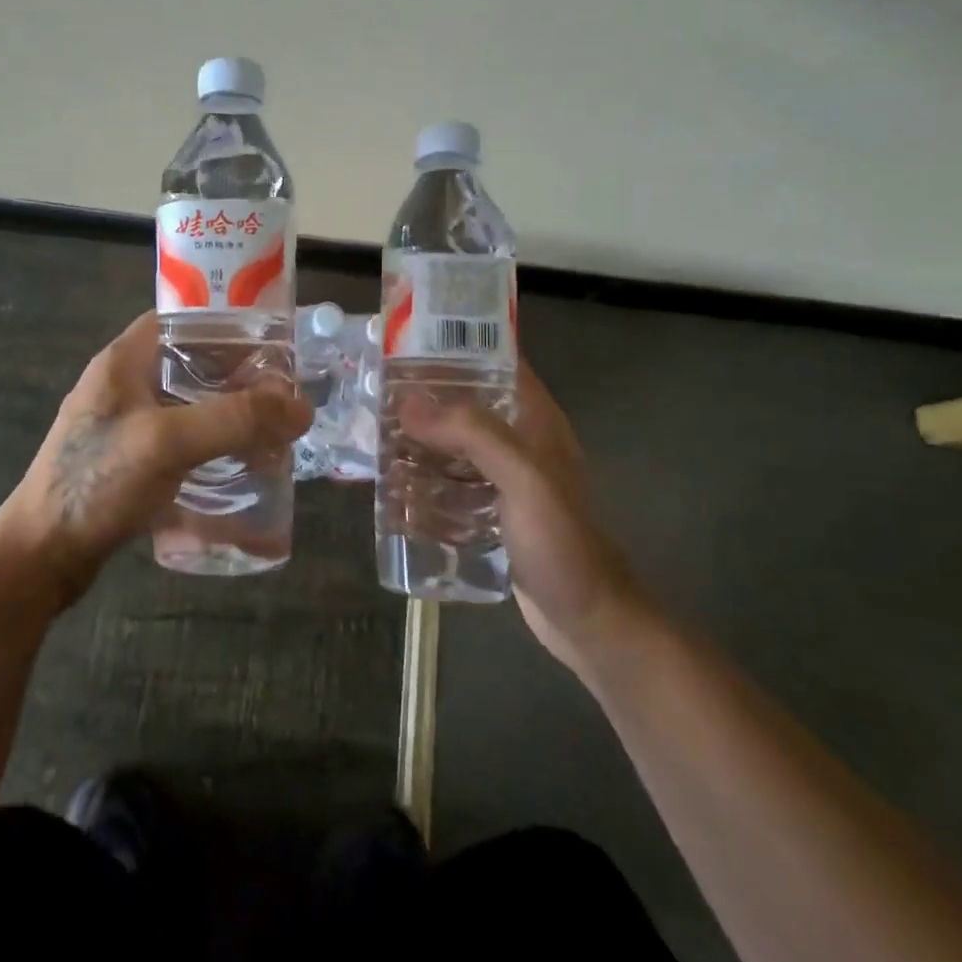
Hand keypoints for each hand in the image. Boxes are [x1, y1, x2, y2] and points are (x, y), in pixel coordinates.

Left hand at [0, 311, 311, 609]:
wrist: (40, 556)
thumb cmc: (96, 483)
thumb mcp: (167, 441)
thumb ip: (235, 419)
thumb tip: (301, 406)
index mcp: (124, 361)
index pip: (183, 320)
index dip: (229, 325)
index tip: (273, 343)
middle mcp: (125, 385)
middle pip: (193, 364)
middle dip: (239, 377)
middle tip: (283, 395)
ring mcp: (126, 425)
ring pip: (191, 405)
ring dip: (229, 415)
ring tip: (272, 432)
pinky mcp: (130, 462)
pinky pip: (182, 441)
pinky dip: (212, 446)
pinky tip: (239, 466)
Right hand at [401, 362, 647, 679]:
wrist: (589, 620)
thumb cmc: (562, 542)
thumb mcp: (523, 478)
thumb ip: (472, 433)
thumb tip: (408, 403)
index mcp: (533, 419)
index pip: (495, 361)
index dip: (456, 345)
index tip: (406, 340)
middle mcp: (517, 441)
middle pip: (465, 403)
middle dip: (423, 398)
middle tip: (374, 393)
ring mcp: (503, 478)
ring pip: (453, 445)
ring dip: (418, 441)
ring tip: (373, 437)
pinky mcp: (490, 511)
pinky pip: (449, 484)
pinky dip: (423, 481)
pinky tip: (392, 488)